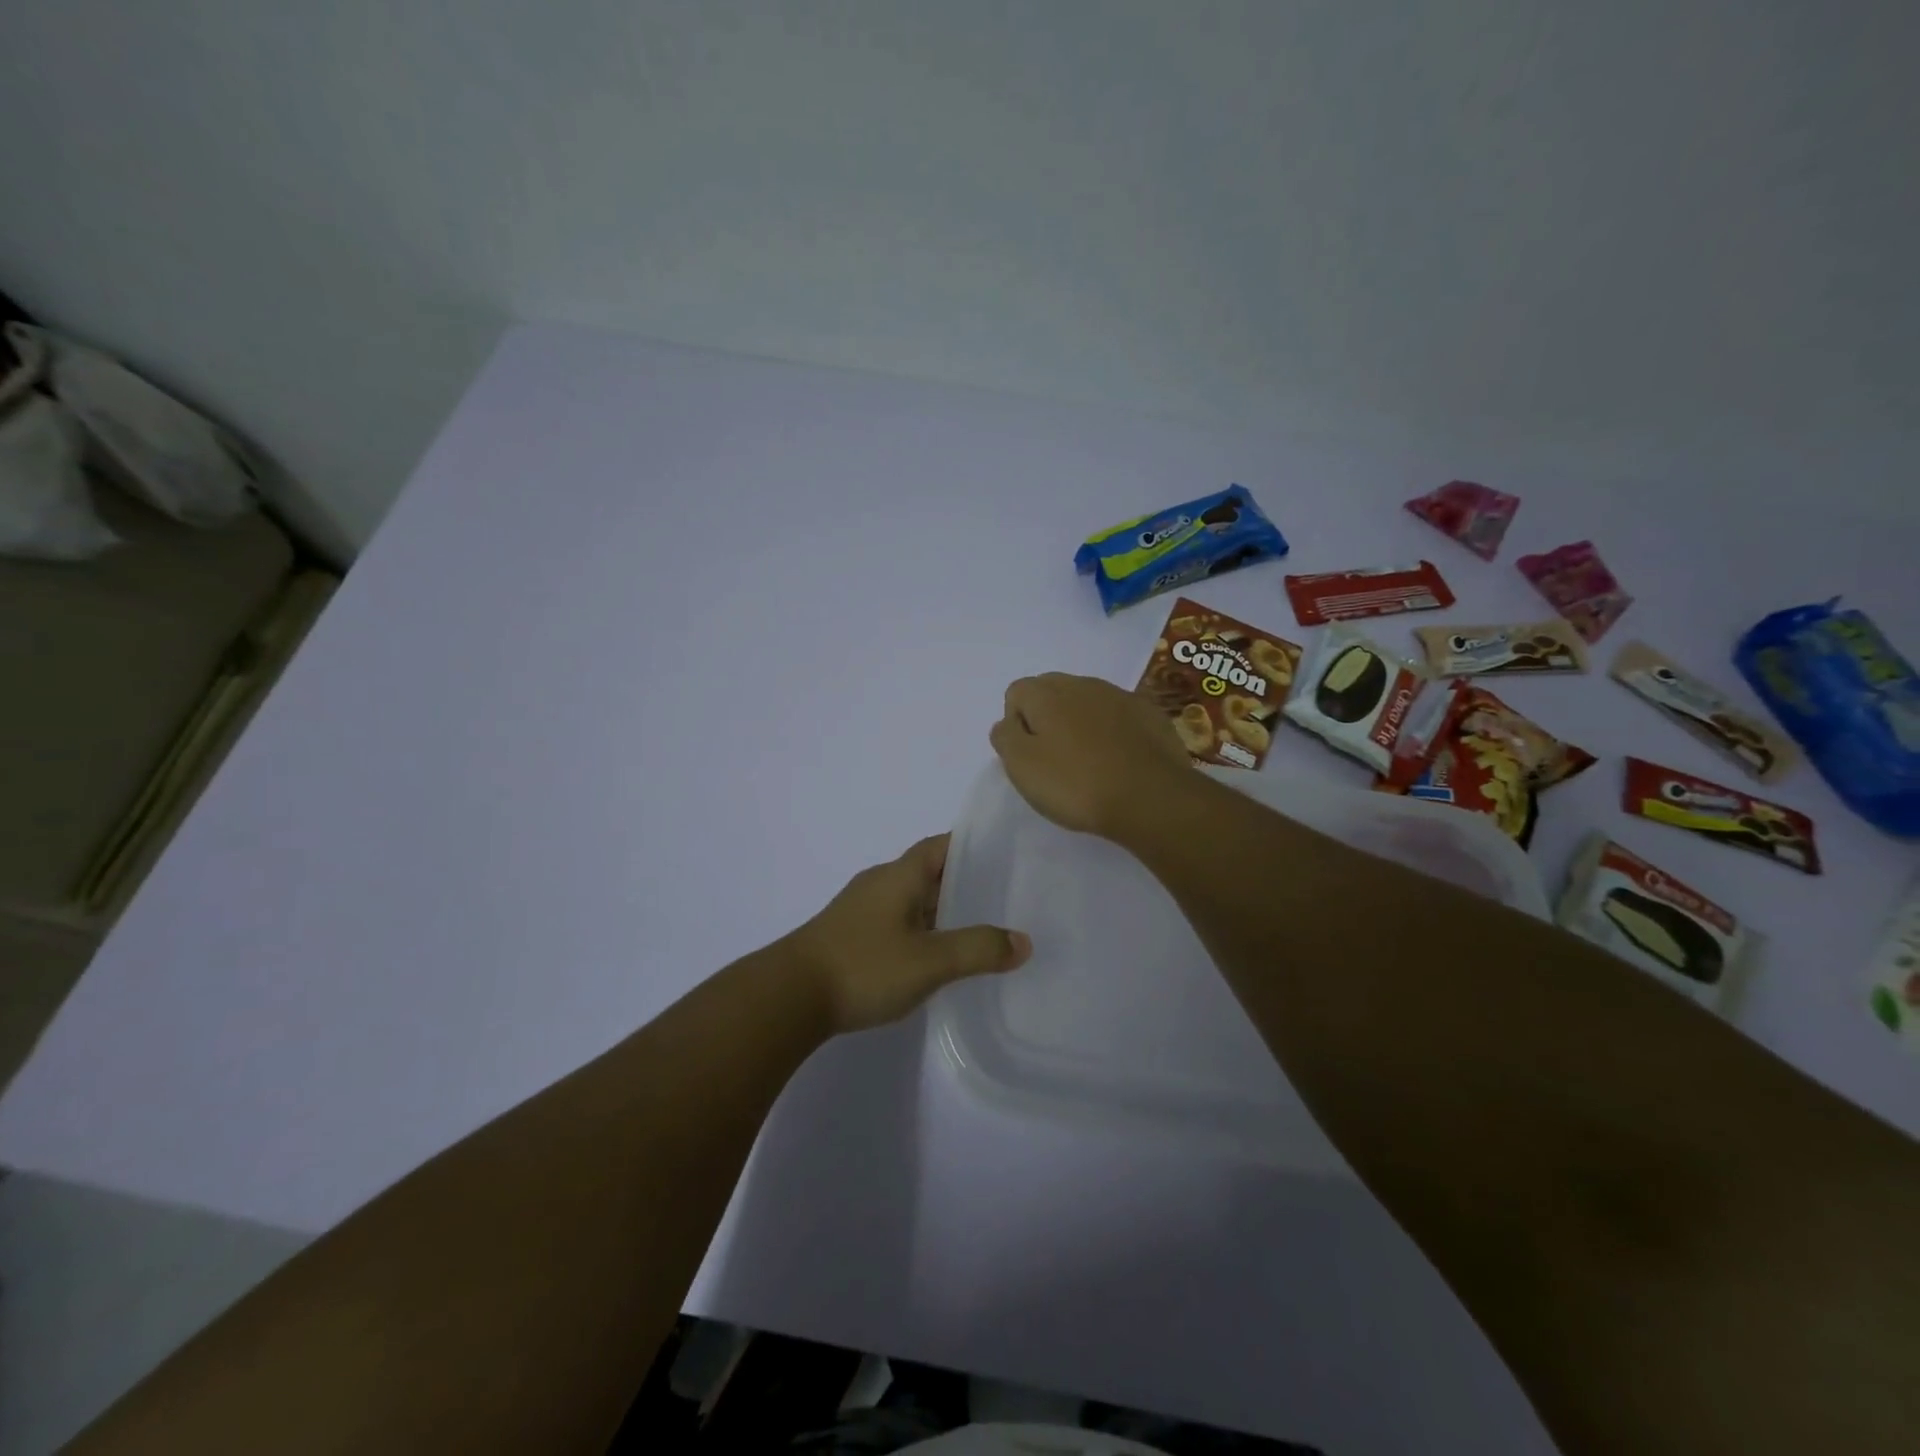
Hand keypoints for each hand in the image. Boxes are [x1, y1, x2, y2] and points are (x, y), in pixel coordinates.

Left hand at [787, 835, 1030, 1033]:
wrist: (789, 997)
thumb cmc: (863, 966)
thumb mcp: (929, 960)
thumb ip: (977, 949)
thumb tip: (1023, 942)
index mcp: (899, 876)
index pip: (940, 846)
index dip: (971, 846)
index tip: (1005, 856)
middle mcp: (880, 884)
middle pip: (928, 873)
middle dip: (963, 883)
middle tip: (1005, 898)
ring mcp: (862, 911)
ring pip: (912, 901)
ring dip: (942, 911)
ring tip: (980, 930)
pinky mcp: (851, 937)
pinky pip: (897, 924)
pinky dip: (922, 932)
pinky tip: (937, 958)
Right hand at [989, 672, 1193, 837]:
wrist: (1151, 797)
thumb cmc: (1076, 783)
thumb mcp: (1022, 766)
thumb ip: (1005, 737)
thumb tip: (1007, 722)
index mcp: (1047, 693)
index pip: (1016, 693)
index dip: (1017, 724)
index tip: (1029, 756)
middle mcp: (1082, 683)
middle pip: (1052, 692)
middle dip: (1048, 719)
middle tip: (1055, 760)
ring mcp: (1120, 695)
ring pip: (1087, 702)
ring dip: (1081, 724)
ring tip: (1089, 763)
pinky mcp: (1150, 713)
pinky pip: (1118, 716)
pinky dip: (1113, 731)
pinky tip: (1119, 761)